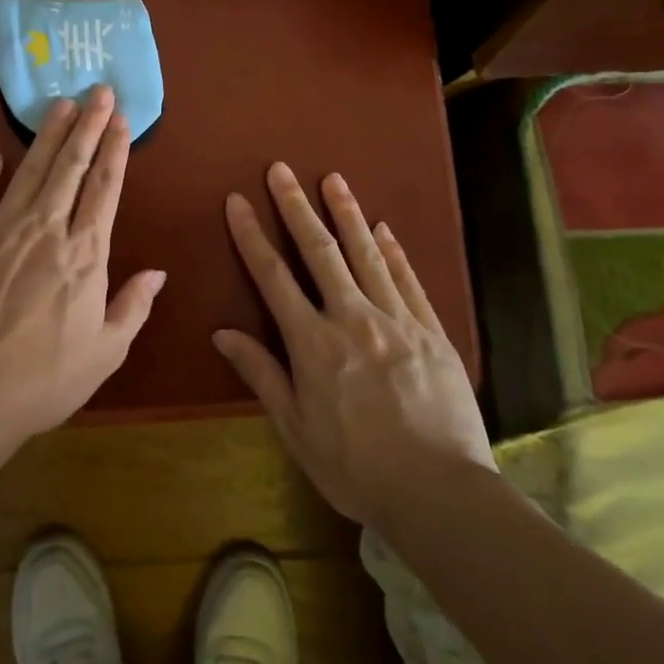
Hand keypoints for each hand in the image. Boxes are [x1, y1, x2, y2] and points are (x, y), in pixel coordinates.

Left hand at [0, 84, 165, 441]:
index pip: (105, 188)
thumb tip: (158, 273)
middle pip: (71, 166)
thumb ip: (133, 307)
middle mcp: (45, 228)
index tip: (120, 118)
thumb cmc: (42, 380)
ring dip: (47, 135)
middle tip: (96, 89)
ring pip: (30, 170)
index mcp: (85, 253)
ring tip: (59, 104)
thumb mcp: (104, 353)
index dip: (114, 149)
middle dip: (86, 125)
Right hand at [216, 163, 495, 532]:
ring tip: (333, 179)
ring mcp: (397, 320)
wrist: (441, 493)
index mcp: (313, 343)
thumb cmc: (357, 468)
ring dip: (347, 213)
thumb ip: (262, 374)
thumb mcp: (297, 429)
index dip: (252, 235)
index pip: (273, 276)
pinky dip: (394, 251)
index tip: (238, 202)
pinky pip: (408, 280)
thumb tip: (223, 333)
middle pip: (319, 251)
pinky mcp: (432, 331)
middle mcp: (352, 318)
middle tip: (281, 170)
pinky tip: (384, 228)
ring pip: (366, 254)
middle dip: (296, 206)